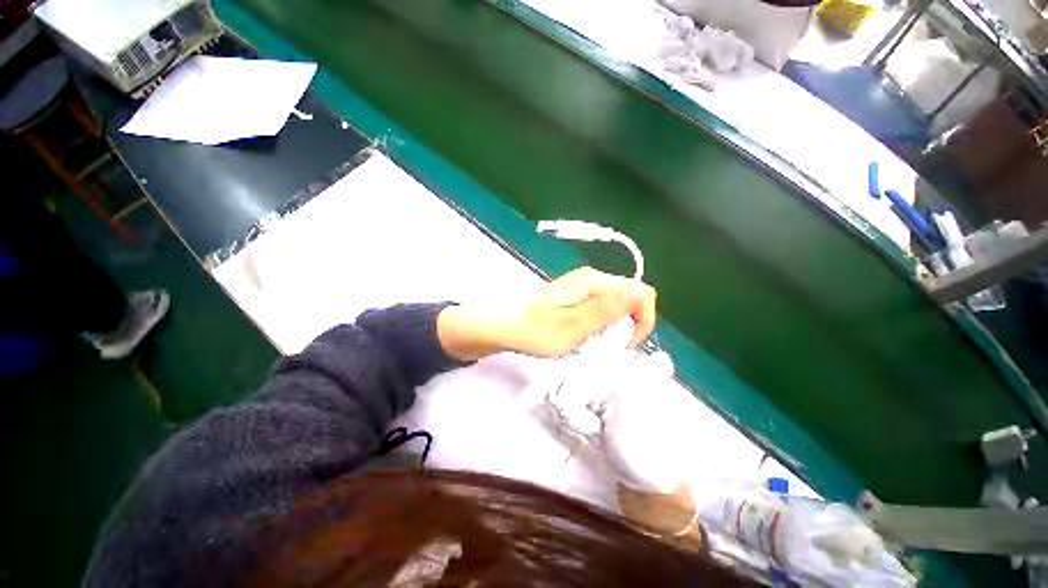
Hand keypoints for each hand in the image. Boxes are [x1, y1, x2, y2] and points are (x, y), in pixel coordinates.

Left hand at [438, 267, 656, 360]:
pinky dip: (599, 327)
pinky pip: (600, 311)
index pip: (642, 292)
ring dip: (612, 329)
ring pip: (615, 307)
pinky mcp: (574, 298)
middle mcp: (592, 279)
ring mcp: (583, 287)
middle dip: (626, 326)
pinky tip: (582, 337)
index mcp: (595, 282)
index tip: (623, 344)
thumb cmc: (534, 329)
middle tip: (604, 347)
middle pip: (629, 299)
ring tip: (590, 343)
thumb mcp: (574, 326)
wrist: (502, 325)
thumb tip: (640, 291)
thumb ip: (608, 309)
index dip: (642, 320)